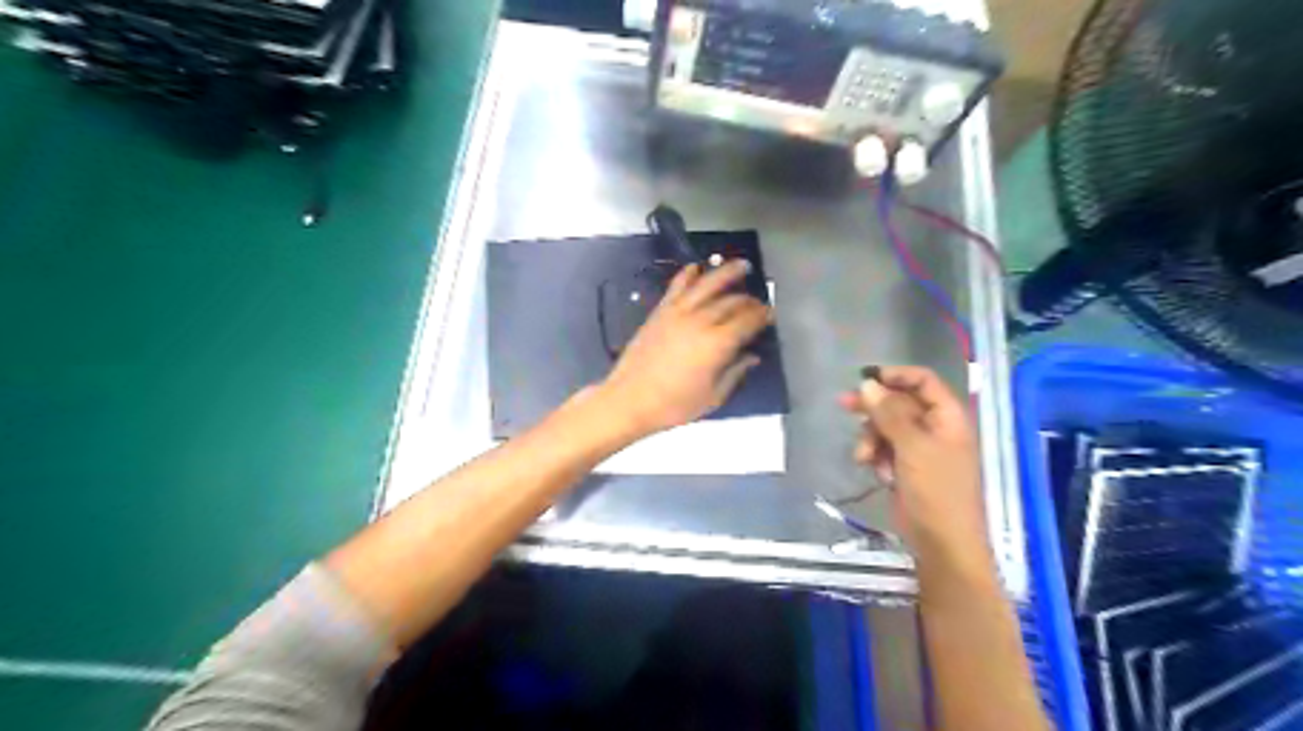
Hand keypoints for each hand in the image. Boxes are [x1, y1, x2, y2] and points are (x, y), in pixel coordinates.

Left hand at [599, 261, 769, 437]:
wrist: (630, 400)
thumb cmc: (674, 405)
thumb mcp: (712, 397)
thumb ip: (735, 373)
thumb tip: (751, 357)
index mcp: (718, 343)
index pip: (747, 321)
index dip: (762, 315)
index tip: (771, 313)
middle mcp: (700, 321)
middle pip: (731, 302)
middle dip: (748, 299)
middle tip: (758, 302)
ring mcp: (678, 313)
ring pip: (707, 285)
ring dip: (726, 272)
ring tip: (741, 265)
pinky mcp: (660, 311)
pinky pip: (677, 287)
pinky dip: (688, 274)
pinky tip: (696, 267)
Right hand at [841, 367, 992, 563]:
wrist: (942, 543)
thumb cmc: (936, 491)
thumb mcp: (912, 447)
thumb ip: (889, 414)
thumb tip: (867, 383)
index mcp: (948, 417)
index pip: (923, 381)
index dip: (896, 375)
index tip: (866, 379)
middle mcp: (935, 428)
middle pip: (900, 403)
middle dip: (874, 408)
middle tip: (844, 404)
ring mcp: (920, 449)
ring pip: (887, 427)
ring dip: (872, 438)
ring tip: (865, 457)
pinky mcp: (906, 467)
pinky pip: (885, 449)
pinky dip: (877, 457)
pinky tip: (877, 473)